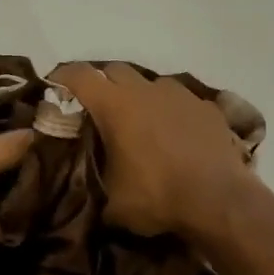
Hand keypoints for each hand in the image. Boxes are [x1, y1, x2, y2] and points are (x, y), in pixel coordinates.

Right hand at [53, 63, 259, 242]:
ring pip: (150, 83)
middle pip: (114, 71)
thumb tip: (81, 189)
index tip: (54, 86)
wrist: (220, 201)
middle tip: (96, 109)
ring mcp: (180, 95)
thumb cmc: (157, 197)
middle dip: (102, 84)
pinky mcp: (207, 107)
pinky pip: (180, 100)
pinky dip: (170, 111)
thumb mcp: (111, 204)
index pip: (79, 75)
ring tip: (138, 122)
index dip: (62, 77)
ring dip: (139, 96)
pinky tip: (173, 134)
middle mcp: (145, 90)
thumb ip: (92, 185)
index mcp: (115, 105)